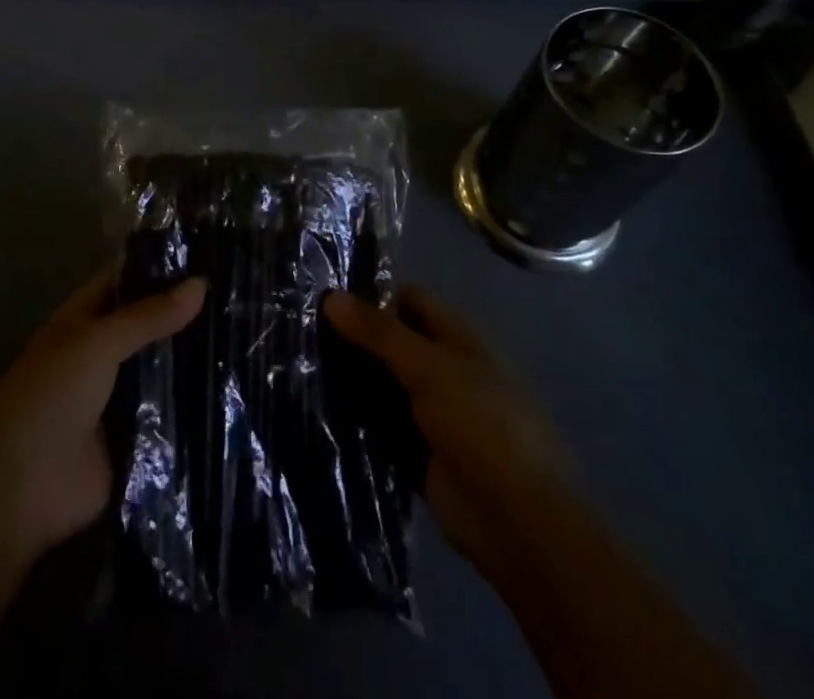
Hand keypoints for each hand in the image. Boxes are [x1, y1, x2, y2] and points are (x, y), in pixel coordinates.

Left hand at [0, 271, 206, 698]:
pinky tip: (241, 394)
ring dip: (197, 362)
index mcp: (86, 320)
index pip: (129, 281)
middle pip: (152, 327)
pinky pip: (172, 418)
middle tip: (246, 298)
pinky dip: (197, 408)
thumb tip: (202, 283)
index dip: (165, 267)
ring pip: (165, 371)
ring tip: (255, 339)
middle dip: (189, 316)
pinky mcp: (138, 441)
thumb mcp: (96, 343)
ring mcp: (122, 398)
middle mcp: (105, 353)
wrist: (20, 490)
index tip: (215, 254)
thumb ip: (147, 316)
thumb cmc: (48, 397)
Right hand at [323, 285, 566, 580]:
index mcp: (458, 338)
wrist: (517, 521)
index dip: (370, 292)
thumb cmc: (482, 424)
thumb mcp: (429, 367)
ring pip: (381, 384)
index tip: (322, 292)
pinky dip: (353, 419)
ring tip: (296, 363)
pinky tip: (313, 408)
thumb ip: (379, 332)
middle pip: (391, 342)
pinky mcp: (416, 452)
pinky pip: (378, 426)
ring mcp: (430, 412)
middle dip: (352, 337)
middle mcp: (443, 369)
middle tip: (299, 328)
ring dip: (349, 378)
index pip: (408, 299)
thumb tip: (330, 296)